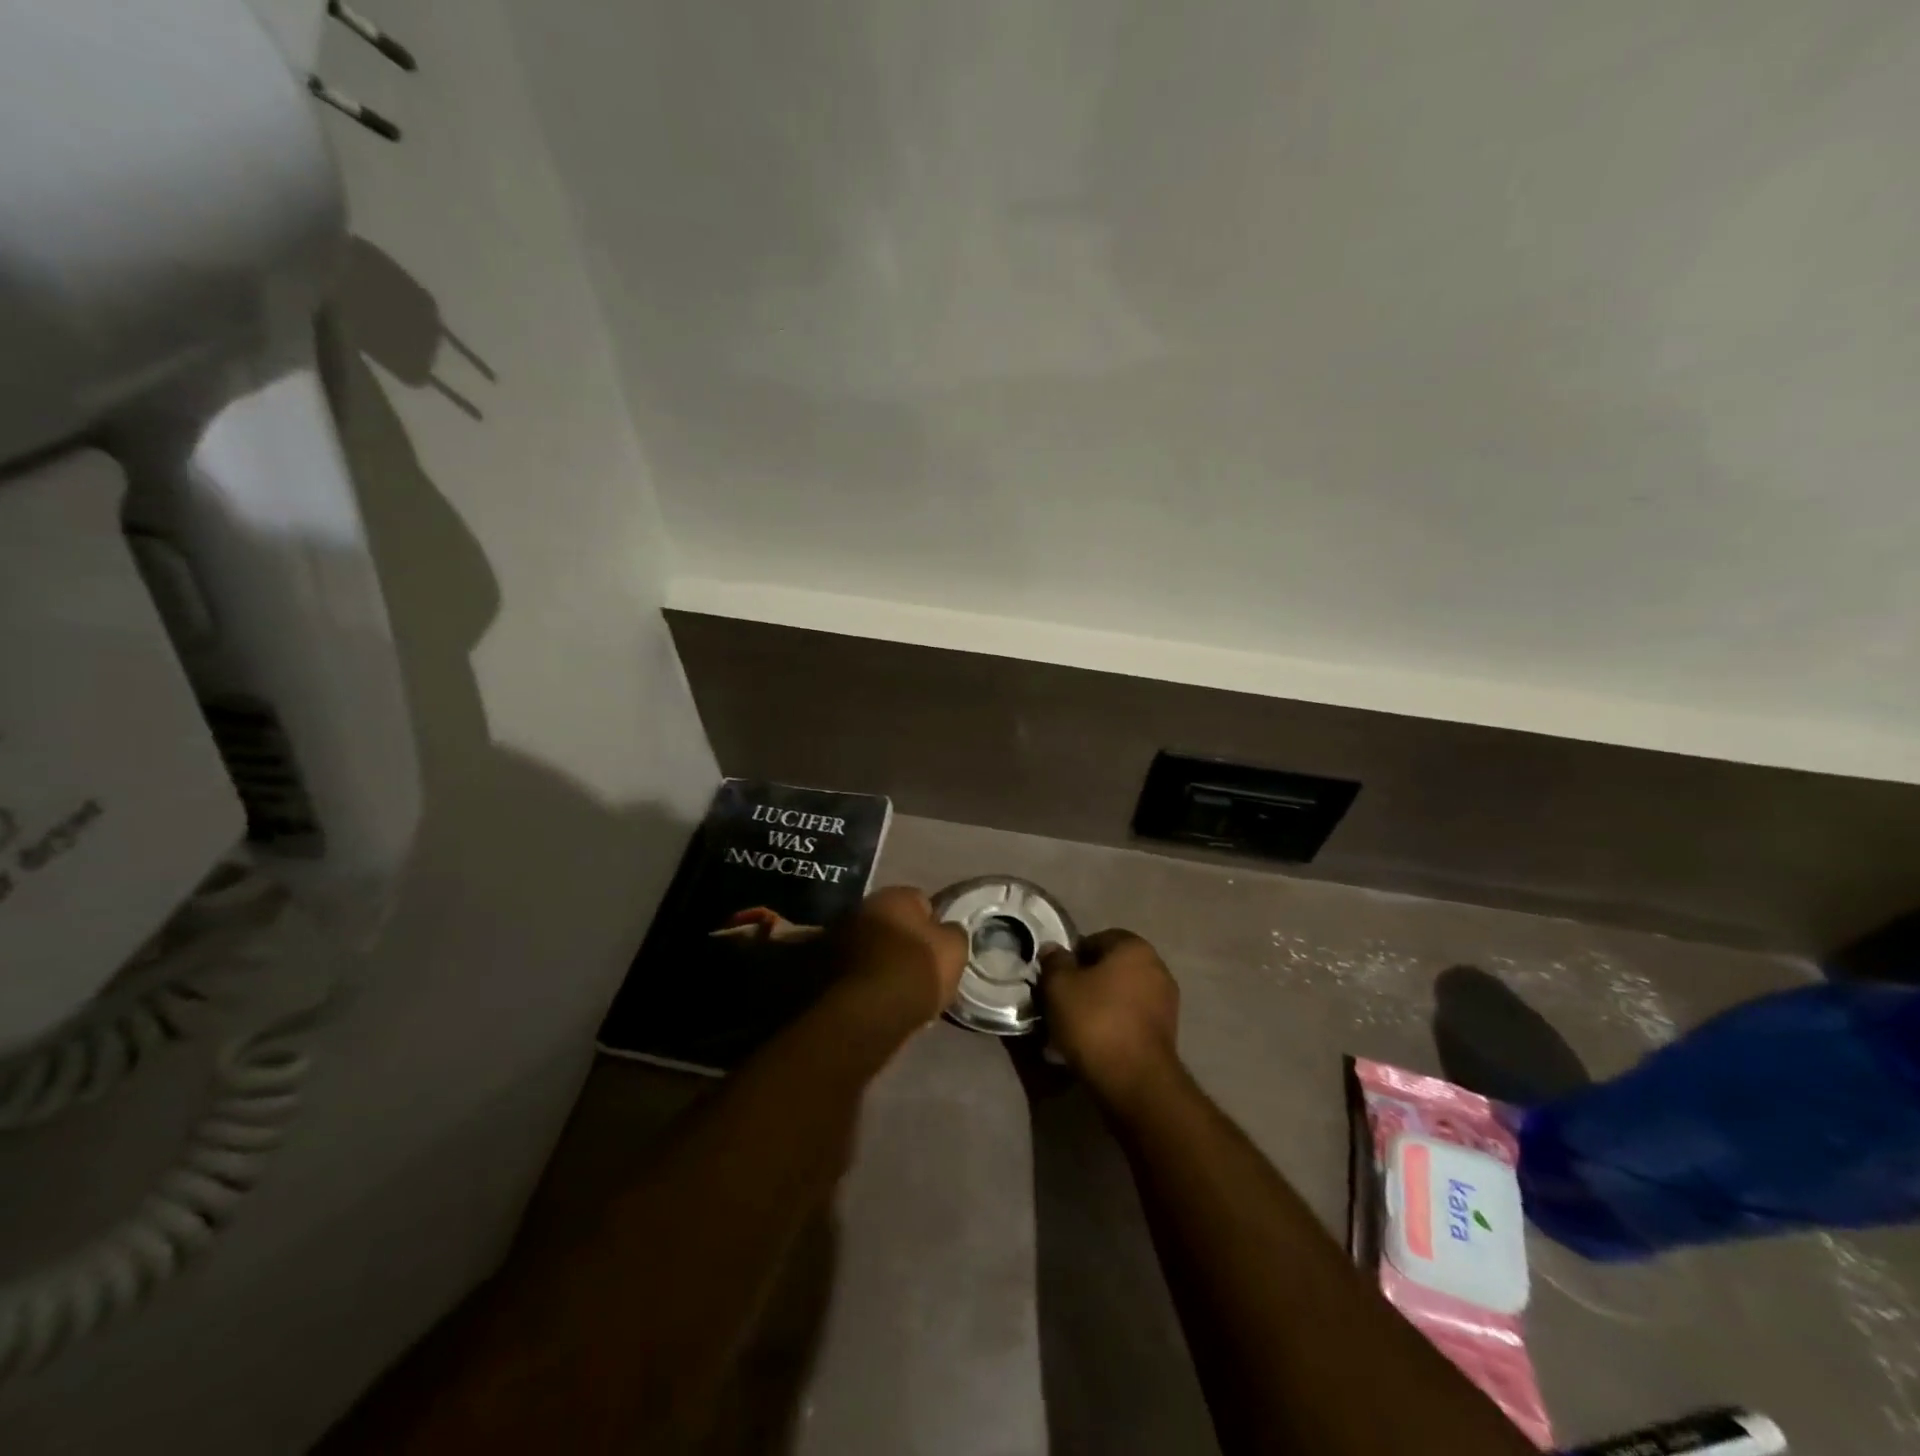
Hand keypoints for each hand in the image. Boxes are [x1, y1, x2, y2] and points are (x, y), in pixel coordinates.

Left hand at [836, 886, 968, 1026]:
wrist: (865, 1015)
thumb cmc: (915, 972)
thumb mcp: (954, 951)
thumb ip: (953, 934)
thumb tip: (947, 930)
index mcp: (894, 896)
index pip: (921, 900)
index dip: (932, 923)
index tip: (938, 946)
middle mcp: (861, 907)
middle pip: (890, 922)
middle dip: (901, 939)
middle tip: (917, 966)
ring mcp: (838, 936)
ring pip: (869, 945)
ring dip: (880, 959)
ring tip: (896, 988)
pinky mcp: (821, 968)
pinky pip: (854, 969)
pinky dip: (862, 979)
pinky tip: (876, 999)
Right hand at [1038, 930, 1180, 1108]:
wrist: (1134, 1081)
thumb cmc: (1095, 1021)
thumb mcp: (1059, 986)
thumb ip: (1054, 962)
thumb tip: (1053, 950)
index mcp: (1134, 947)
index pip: (1096, 940)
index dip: (1072, 958)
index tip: (1055, 980)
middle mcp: (1156, 967)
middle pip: (1110, 968)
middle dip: (1086, 983)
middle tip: (1062, 1004)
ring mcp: (1166, 1001)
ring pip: (1121, 996)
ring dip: (1100, 1006)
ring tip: (1074, 1029)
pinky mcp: (1167, 1033)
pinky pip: (1131, 1019)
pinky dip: (1114, 1026)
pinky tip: (1094, 1045)